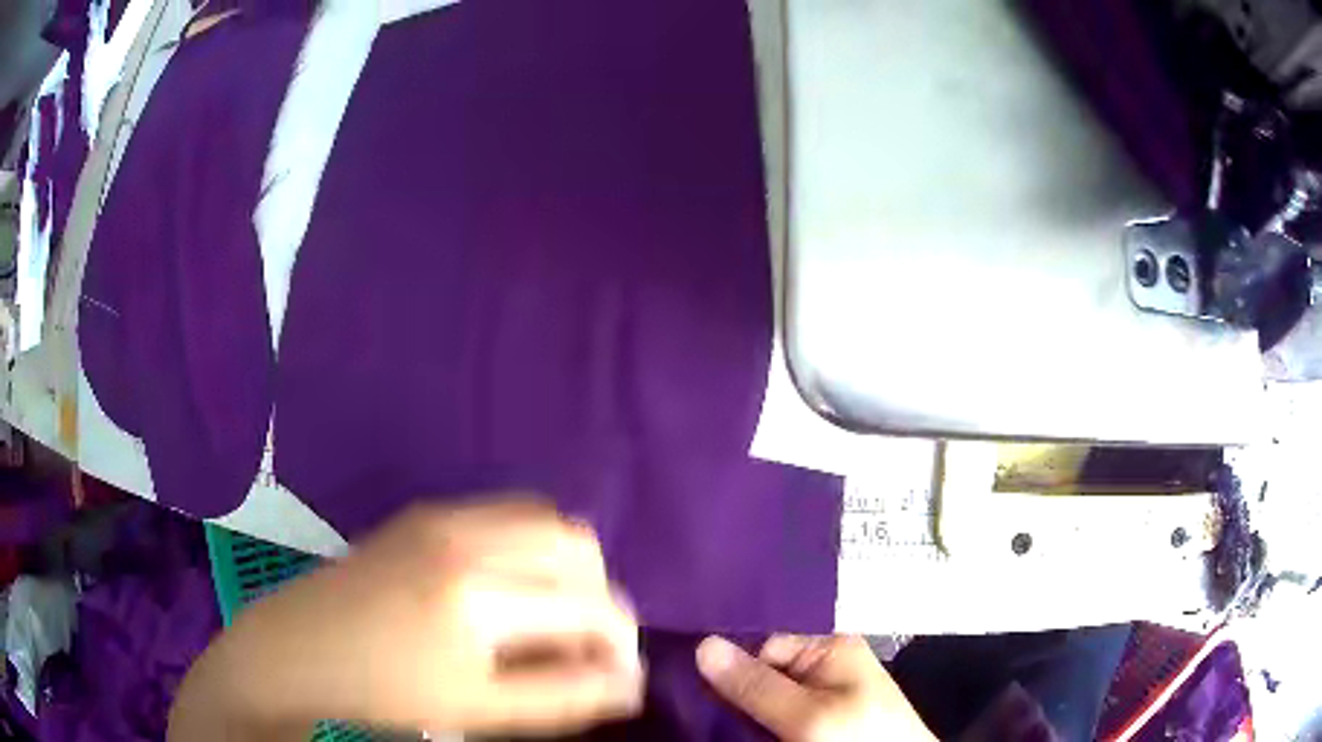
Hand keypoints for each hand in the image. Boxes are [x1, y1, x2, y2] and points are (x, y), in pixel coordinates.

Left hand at [170, 498, 642, 739]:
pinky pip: (504, 514)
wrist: (295, 650)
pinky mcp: (422, 513)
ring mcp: (440, 513)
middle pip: (578, 543)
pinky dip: (529, 549)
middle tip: (581, 647)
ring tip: (547, 620)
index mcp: (477, 592)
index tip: (616, 677)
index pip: (591, 605)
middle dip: (597, 596)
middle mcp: (464, 533)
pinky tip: (505, 594)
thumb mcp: (479, 711)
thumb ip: (564, 697)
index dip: (620, 642)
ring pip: (543, 519)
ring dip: (565, 568)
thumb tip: (631, 684)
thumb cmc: (382, 693)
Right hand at [697, 635, 935, 741]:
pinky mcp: (816, 723)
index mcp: (831, 648)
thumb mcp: (808, 715)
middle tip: (693, 705)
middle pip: (761, 671)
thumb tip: (702, 644)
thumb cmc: (860, 738)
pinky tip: (737, 732)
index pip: (762, 645)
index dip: (730, 666)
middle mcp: (824, 667)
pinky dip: (754, 726)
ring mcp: (820, 698)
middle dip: (732, 690)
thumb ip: (756, 685)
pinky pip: (773, 717)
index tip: (691, 684)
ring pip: (762, 698)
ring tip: (708, 720)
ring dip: (740, 712)